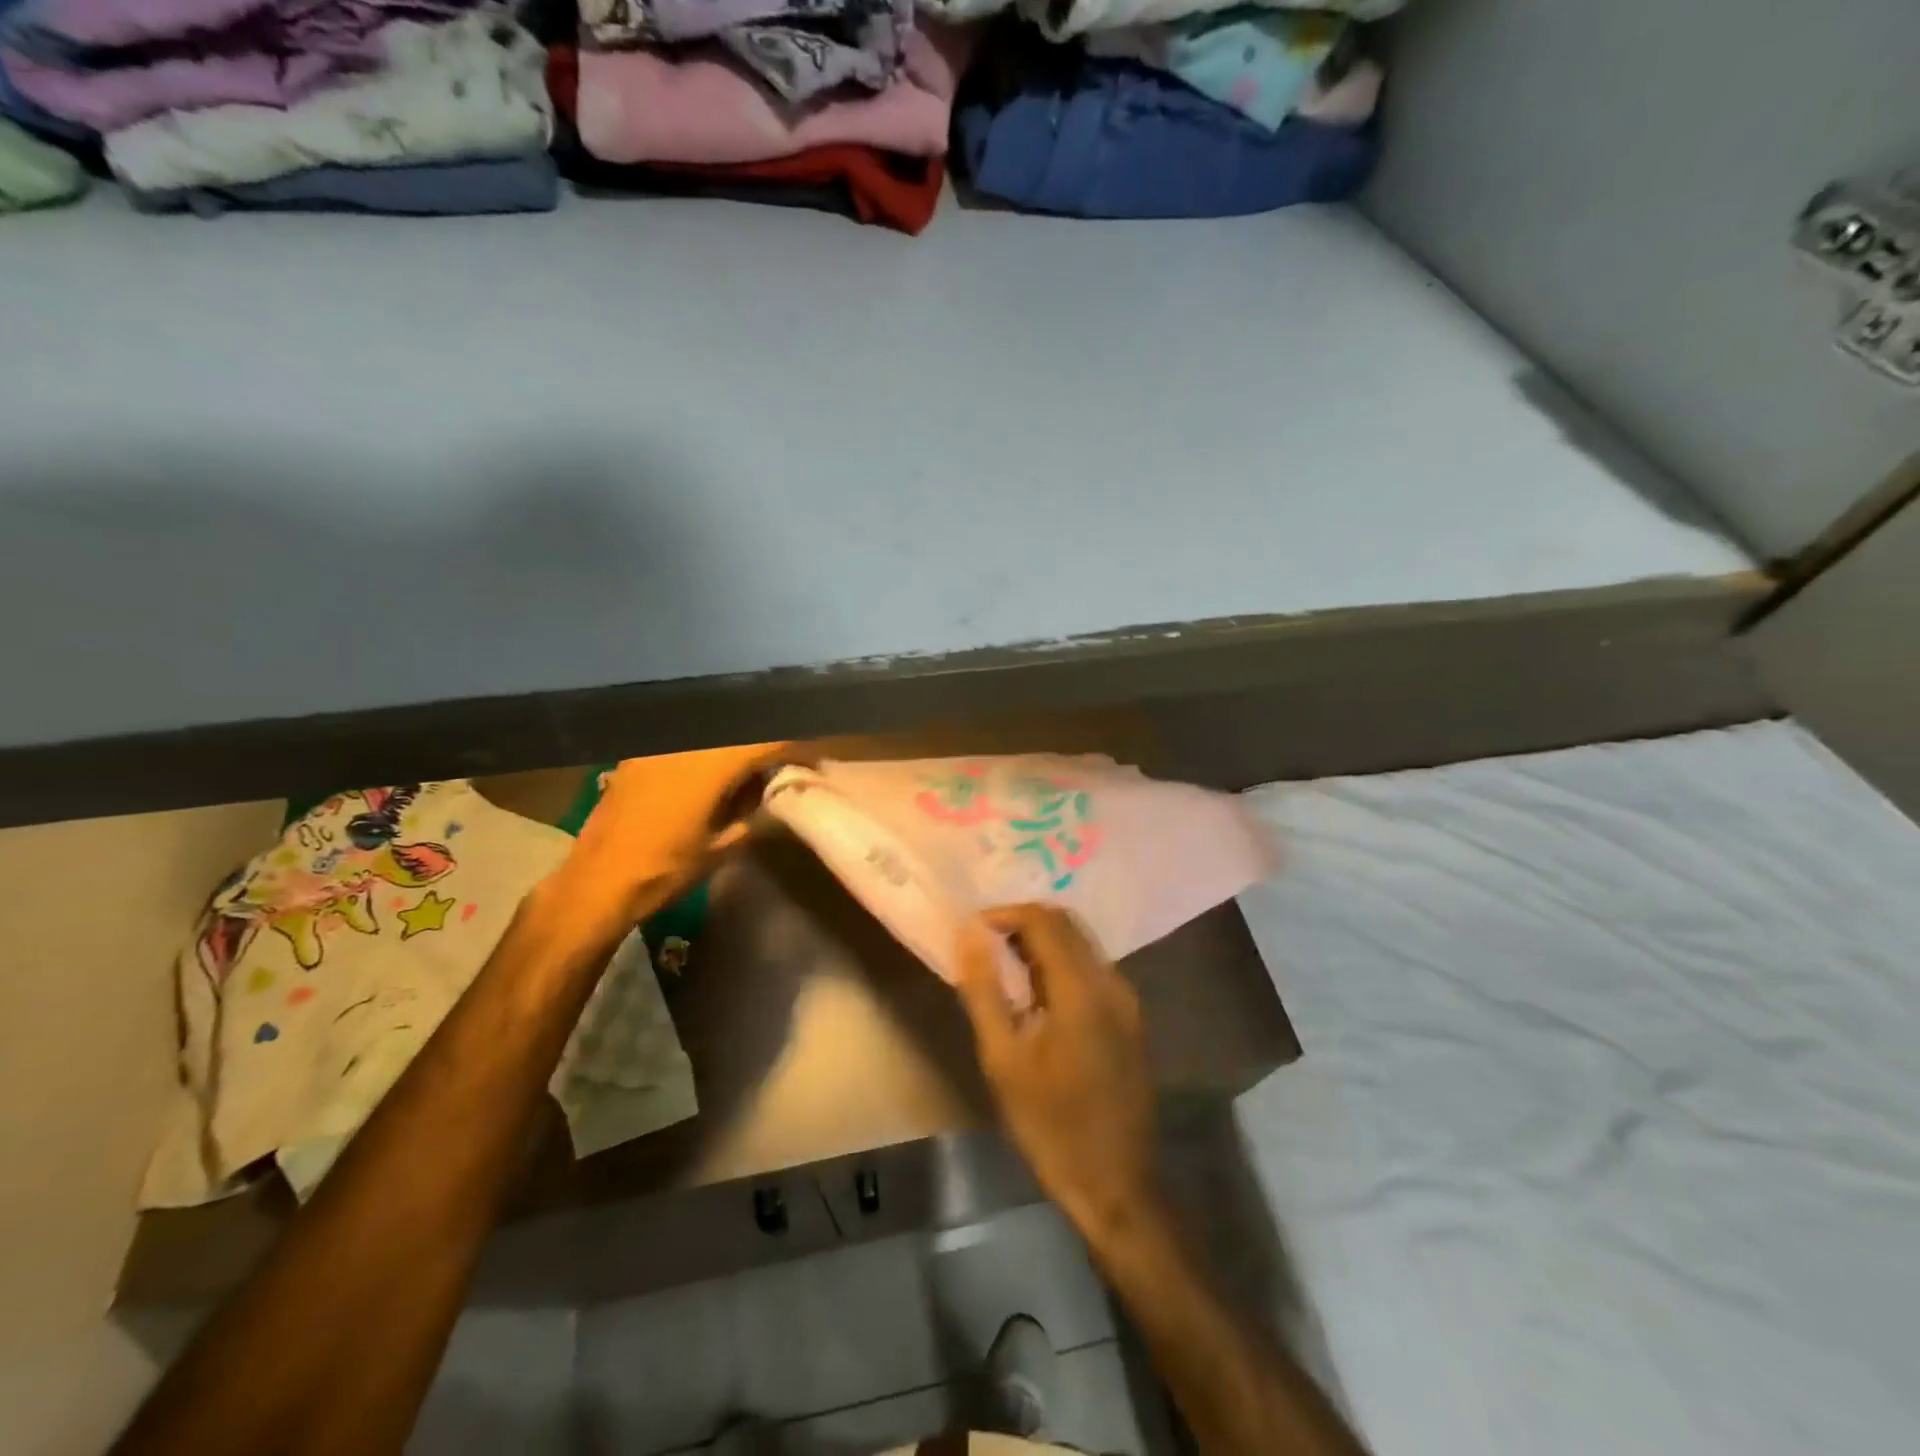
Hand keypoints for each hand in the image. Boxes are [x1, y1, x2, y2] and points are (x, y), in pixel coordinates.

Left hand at [556, 742, 790, 924]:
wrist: (597, 883)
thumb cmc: (666, 870)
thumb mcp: (723, 847)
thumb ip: (754, 812)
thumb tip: (773, 790)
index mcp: (710, 765)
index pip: (767, 741)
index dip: (796, 748)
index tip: (813, 761)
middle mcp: (685, 744)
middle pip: (740, 730)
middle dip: (766, 743)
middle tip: (783, 764)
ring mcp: (657, 746)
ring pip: (712, 732)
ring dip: (736, 745)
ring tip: (748, 769)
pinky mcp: (638, 754)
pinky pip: (685, 741)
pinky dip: (706, 750)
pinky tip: (709, 773)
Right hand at [956, 904, 1158, 1240]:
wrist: (1115, 1184)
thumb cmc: (1051, 1124)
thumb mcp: (1003, 1059)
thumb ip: (984, 989)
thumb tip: (969, 933)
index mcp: (1082, 988)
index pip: (1043, 920)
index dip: (1004, 914)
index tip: (972, 931)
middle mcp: (1111, 982)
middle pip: (1066, 924)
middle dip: (1022, 923)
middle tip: (984, 946)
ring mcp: (1126, 999)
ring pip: (1081, 943)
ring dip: (1042, 942)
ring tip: (1003, 967)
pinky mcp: (1130, 1017)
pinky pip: (1092, 968)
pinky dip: (1060, 963)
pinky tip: (1036, 993)